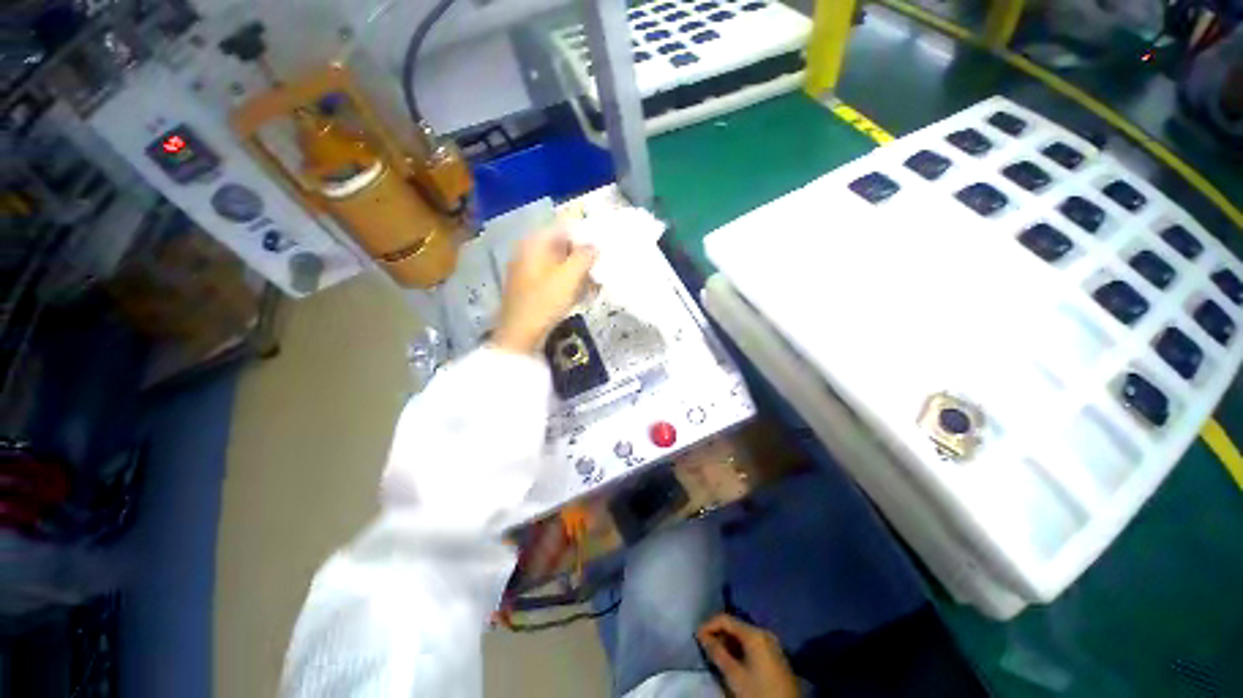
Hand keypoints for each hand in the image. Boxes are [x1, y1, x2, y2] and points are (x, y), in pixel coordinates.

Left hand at [492, 226, 596, 354]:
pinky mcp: (530, 289)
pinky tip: (581, 296)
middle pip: (561, 247)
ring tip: (594, 286)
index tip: (600, 248)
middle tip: (599, 270)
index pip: (562, 228)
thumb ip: (585, 256)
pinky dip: (568, 284)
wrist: (520, 335)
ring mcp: (527, 272)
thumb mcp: (570, 276)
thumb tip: (594, 246)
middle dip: (582, 258)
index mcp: (534, 244)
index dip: (583, 236)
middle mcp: (528, 253)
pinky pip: (553, 279)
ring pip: (559, 265)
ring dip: (578, 273)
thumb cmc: (545, 301)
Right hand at [697, 614, 798, 697]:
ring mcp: (771, 644)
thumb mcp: (734, 675)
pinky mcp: (775, 655)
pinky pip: (752, 644)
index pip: (725, 619)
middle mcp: (764, 632)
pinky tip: (732, 660)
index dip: (708, 625)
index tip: (696, 636)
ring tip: (716, 654)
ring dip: (728, 642)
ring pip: (743, 635)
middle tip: (705, 646)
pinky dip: (739, 649)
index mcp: (755, 633)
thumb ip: (717, 653)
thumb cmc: (759, 693)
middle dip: (719, 634)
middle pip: (735, 625)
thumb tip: (702, 636)